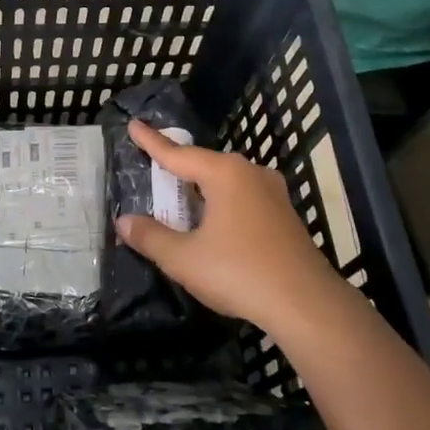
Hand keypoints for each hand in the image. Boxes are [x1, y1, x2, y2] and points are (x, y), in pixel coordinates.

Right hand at [114, 120, 343, 332]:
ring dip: (202, 190)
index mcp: (224, 174)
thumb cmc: (239, 272)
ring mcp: (273, 193)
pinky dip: (222, 204)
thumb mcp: (184, 259)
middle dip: (179, 169)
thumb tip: (123, 222)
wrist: (306, 304)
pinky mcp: (285, 215)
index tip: (134, 125)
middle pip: (205, 165)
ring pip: (227, 182)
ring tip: (181, 200)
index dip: (152, 142)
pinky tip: (216, 224)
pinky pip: (243, 198)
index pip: (178, 154)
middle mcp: (250, 173)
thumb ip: (151, 237)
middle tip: (154, 169)